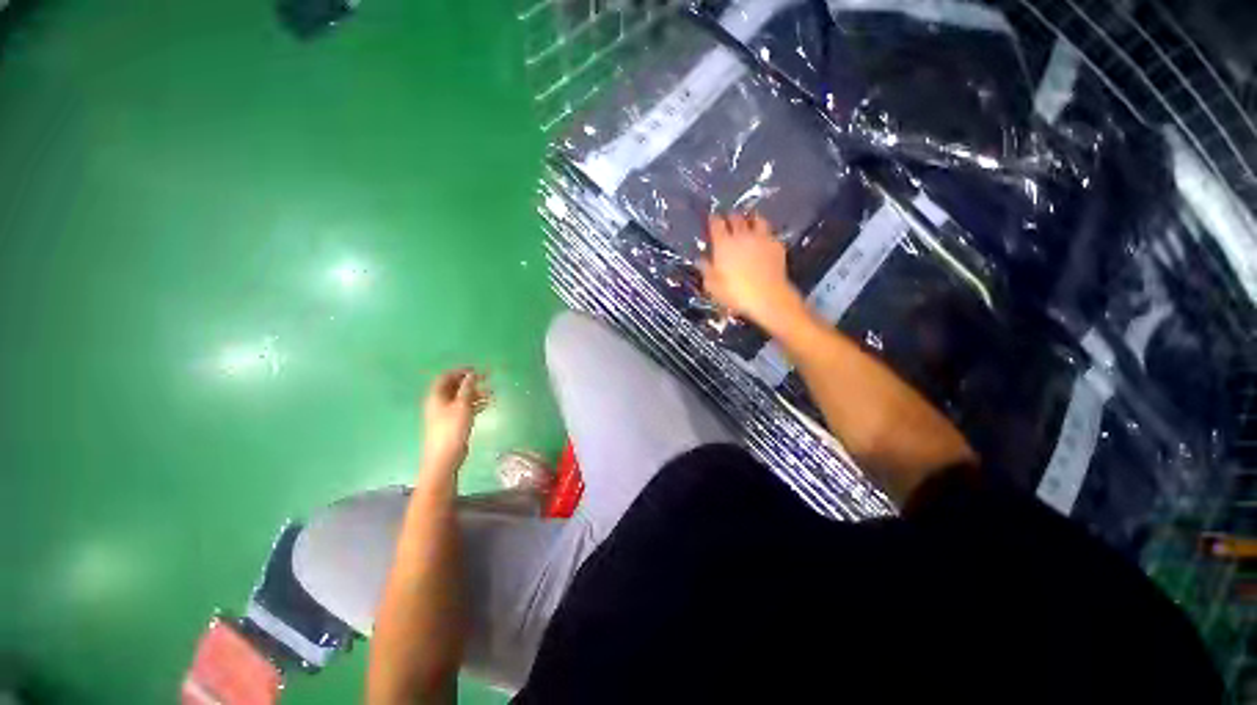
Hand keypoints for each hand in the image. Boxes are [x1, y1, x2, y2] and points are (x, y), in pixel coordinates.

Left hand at [421, 368, 489, 472]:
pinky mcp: (453, 422)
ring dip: (476, 393)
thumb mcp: (462, 405)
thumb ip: (467, 388)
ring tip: (492, 392)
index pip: (446, 376)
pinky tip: (488, 404)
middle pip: (454, 386)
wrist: (444, 457)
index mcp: (436, 396)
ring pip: (461, 397)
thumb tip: (472, 374)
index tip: (476, 370)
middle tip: (488, 378)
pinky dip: (475, 404)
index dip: (460, 371)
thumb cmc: (452, 428)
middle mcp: (439, 402)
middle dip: (471, 381)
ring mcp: (446, 413)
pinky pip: (465, 408)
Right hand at [698, 212, 803, 329]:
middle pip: (736, 217)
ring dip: (750, 220)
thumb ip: (706, 269)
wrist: (767, 296)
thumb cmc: (735, 292)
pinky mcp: (776, 244)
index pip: (716, 223)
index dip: (713, 219)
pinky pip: (769, 233)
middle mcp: (742, 235)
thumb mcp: (712, 285)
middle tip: (728, 222)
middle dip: (731, 217)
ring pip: (756, 219)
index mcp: (723, 243)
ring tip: (749, 224)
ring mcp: (761, 238)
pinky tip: (763, 240)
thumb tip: (701, 259)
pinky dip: (764, 234)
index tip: (711, 220)